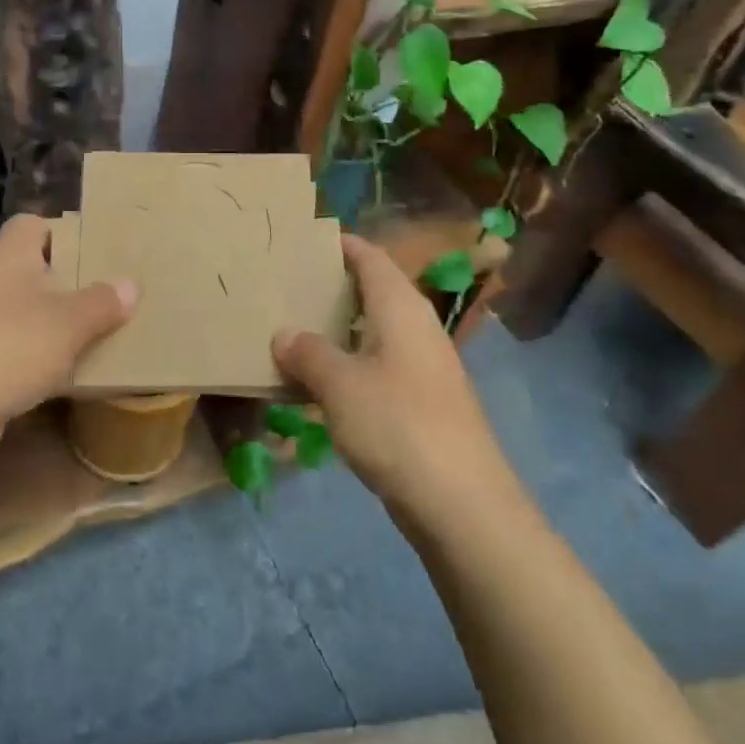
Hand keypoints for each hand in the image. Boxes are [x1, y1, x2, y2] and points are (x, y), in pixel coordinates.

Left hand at [0, 214, 136, 431]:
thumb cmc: (9, 347)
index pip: (33, 225)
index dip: (65, 232)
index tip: (99, 250)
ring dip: (61, 325)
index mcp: (10, 256)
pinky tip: (74, 375)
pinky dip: (45, 360)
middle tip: (115, 293)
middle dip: (73, 283)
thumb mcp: (69, 322)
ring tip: (105, 333)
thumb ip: (103, 302)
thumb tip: (130, 284)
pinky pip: (20, 351)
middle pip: (36, 271)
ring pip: (30, 314)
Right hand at [272, 233, 509, 513]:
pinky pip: (378, 366)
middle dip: (332, 287)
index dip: (340, 245)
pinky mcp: (423, 403)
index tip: (302, 240)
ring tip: (293, 329)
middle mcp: (417, 328)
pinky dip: (349, 364)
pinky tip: (320, 382)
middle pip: (373, 292)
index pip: (370, 258)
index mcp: (401, 308)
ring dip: (338, 330)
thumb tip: (284, 333)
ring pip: (374, 332)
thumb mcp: (340, 384)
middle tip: (286, 286)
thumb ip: (308, 353)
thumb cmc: (397, 424)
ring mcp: (423, 367)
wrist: (461, 502)